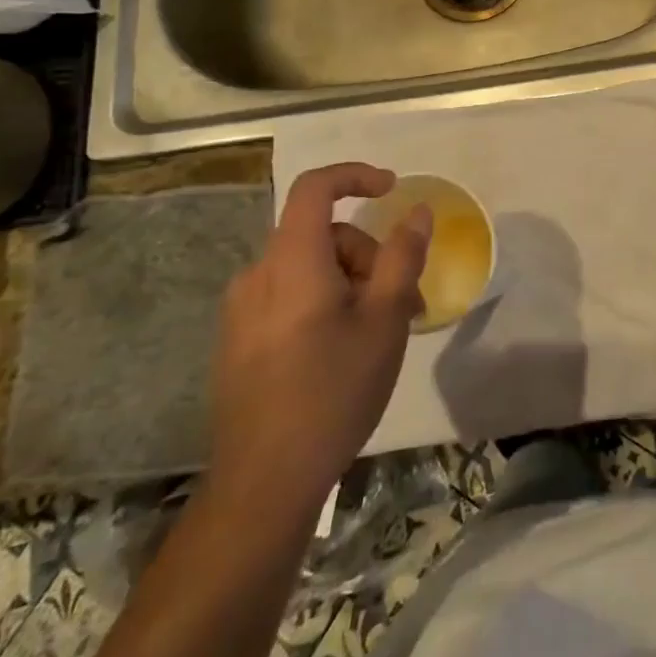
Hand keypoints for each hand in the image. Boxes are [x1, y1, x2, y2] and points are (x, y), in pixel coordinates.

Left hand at [207, 163, 428, 516]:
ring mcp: (242, 310)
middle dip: (369, 255)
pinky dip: (325, 302)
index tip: (392, 189)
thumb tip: (417, 211)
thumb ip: (402, 257)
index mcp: (292, 261)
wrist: (264, 481)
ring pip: (309, 268)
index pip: (314, 187)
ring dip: (351, 282)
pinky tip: (343, 349)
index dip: (355, 176)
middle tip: (404, 302)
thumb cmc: (334, 390)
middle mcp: (258, 274)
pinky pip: (289, 296)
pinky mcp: (238, 339)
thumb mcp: (385, 319)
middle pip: (322, 234)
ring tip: (380, 332)